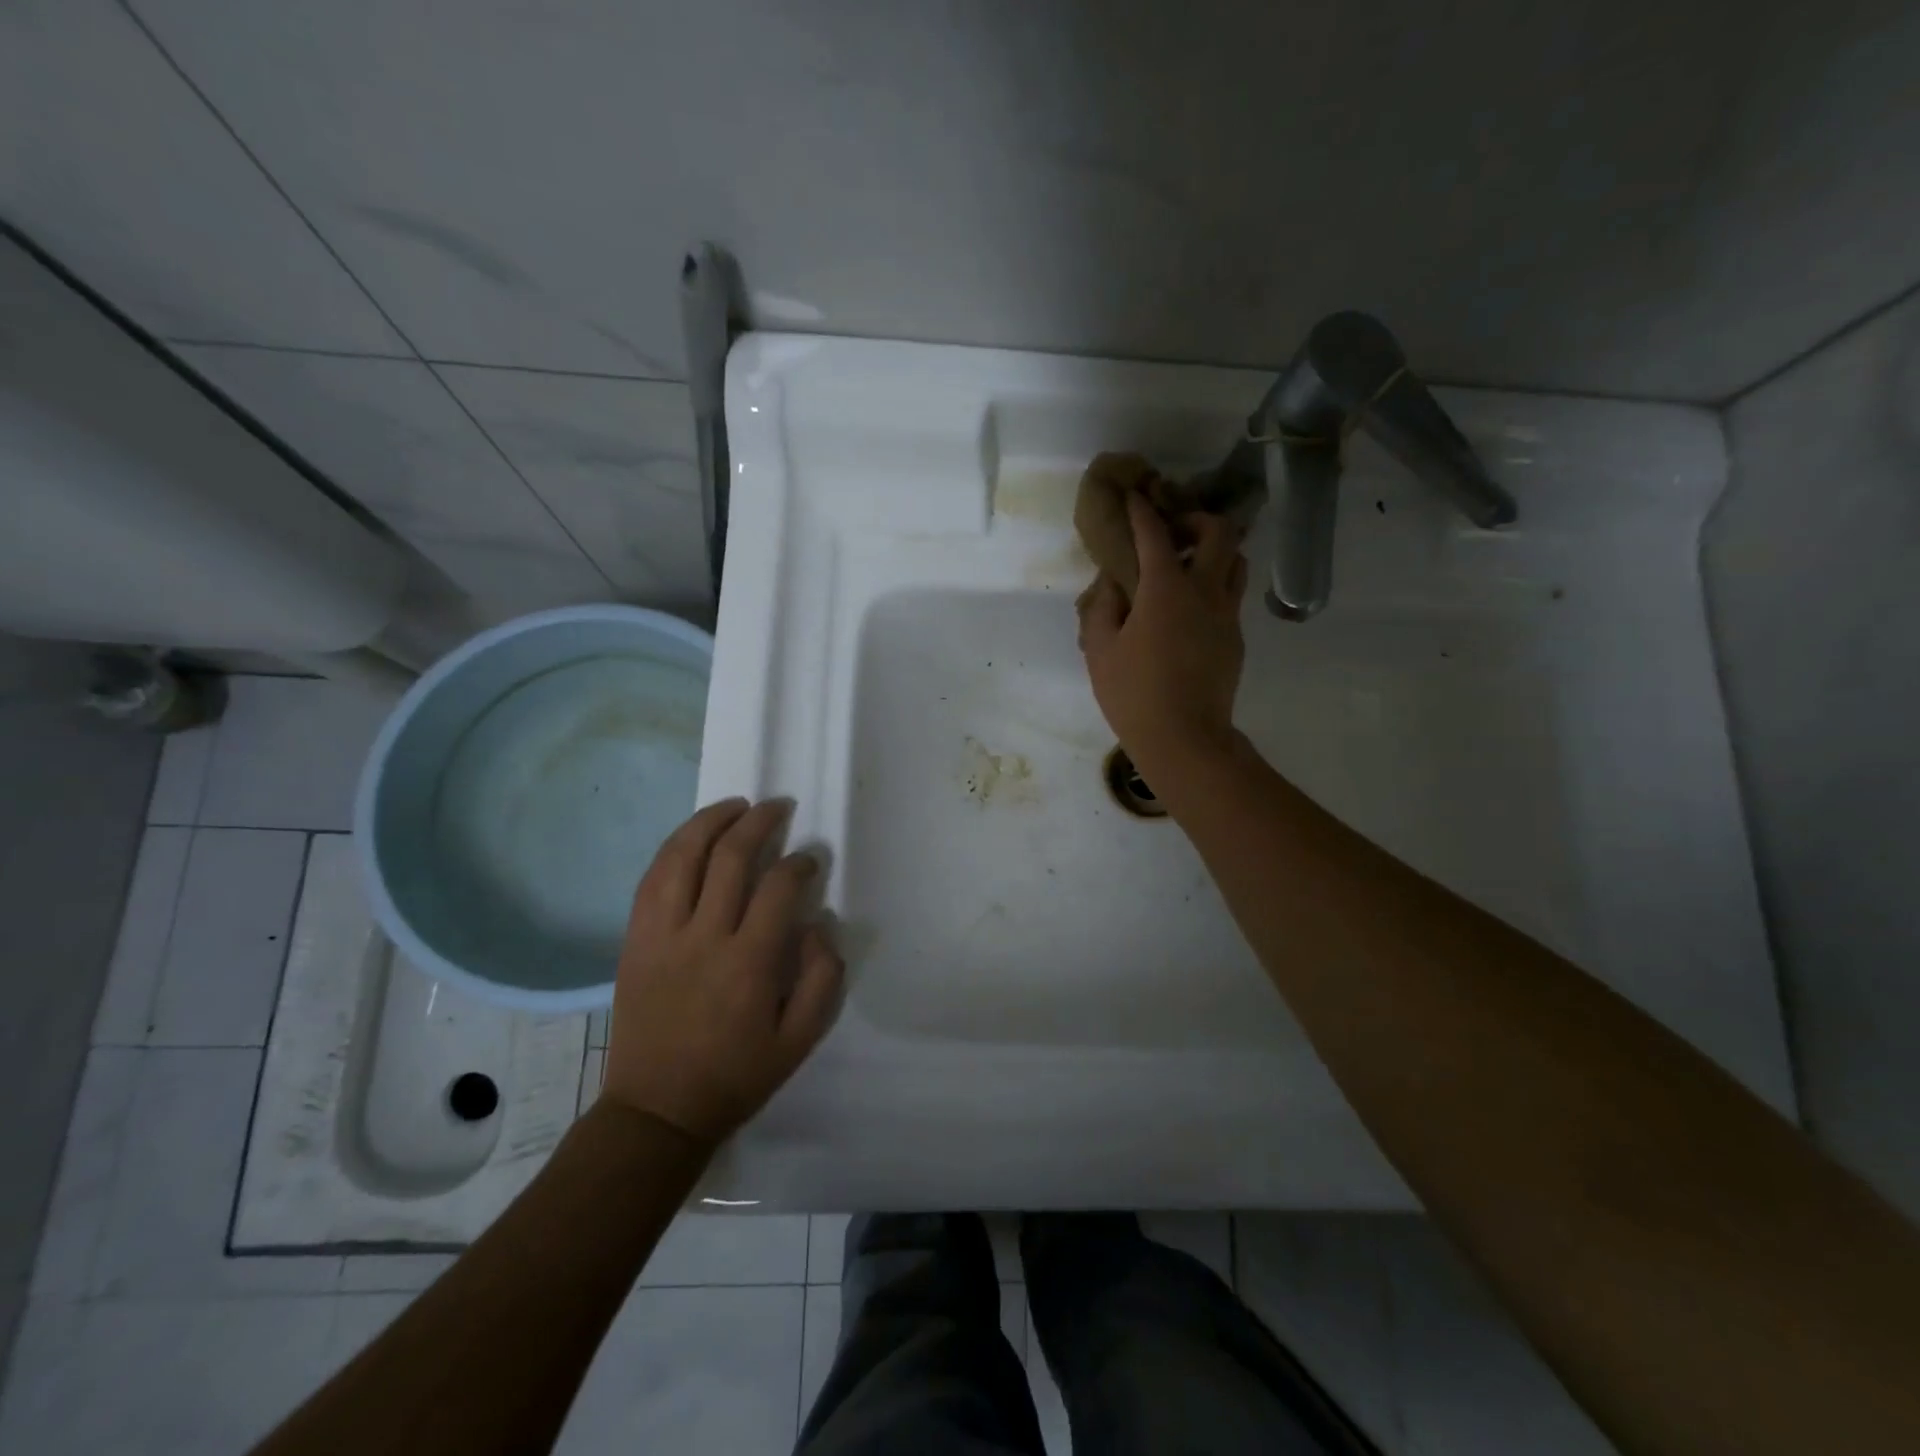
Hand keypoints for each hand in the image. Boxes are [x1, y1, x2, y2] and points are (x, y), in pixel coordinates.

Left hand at [601, 798, 843, 1144]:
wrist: (657, 1110)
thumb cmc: (735, 1075)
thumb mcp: (800, 1040)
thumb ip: (822, 978)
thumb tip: (818, 924)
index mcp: (749, 963)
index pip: (778, 887)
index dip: (800, 863)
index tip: (810, 860)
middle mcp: (703, 937)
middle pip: (730, 857)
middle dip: (759, 822)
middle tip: (779, 807)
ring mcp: (661, 935)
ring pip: (682, 857)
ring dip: (710, 821)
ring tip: (735, 806)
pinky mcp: (634, 941)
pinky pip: (651, 879)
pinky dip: (673, 848)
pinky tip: (692, 837)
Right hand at [1077, 493, 1247, 784]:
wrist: (1185, 739)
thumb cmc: (1133, 695)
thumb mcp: (1100, 650)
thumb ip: (1103, 607)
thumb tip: (1112, 583)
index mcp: (1166, 589)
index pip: (1155, 533)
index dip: (1142, 510)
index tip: (1133, 496)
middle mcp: (1205, 591)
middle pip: (1219, 532)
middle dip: (1195, 519)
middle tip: (1172, 531)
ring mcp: (1227, 614)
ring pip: (1235, 561)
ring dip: (1214, 550)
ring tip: (1186, 564)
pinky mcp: (1236, 638)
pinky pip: (1231, 594)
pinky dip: (1214, 584)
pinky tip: (1190, 607)